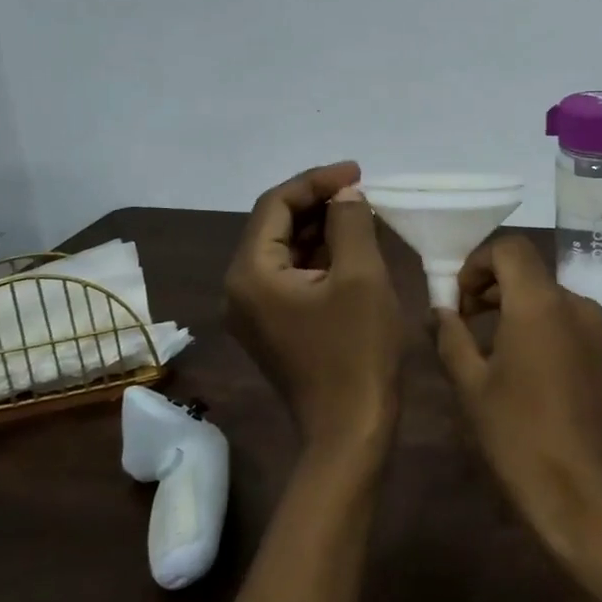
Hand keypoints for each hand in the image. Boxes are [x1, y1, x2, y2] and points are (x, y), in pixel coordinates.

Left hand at [225, 162, 403, 464]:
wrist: (351, 429)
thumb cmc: (357, 351)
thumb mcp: (361, 276)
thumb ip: (350, 223)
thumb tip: (345, 194)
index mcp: (250, 273)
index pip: (275, 204)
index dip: (316, 181)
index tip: (358, 171)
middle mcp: (240, 288)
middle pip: (274, 225)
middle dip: (317, 202)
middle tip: (361, 190)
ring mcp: (254, 310)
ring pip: (284, 250)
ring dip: (319, 227)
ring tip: (361, 212)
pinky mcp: (273, 326)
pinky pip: (291, 276)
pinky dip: (319, 256)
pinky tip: (351, 246)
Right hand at [433, 236, 601, 592]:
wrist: (594, 497)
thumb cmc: (523, 440)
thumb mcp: (472, 389)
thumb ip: (451, 339)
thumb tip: (438, 310)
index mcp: (541, 303)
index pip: (510, 248)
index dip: (477, 262)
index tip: (457, 300)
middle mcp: (576, 304)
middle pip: (530, 272)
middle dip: (491, 287)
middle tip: (461, 324)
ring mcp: (598, 330)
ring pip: (548, 299)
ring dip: (514, 309)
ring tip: (486, 351)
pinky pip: (567, 323)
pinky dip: (539, 329)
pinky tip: (522, 372)